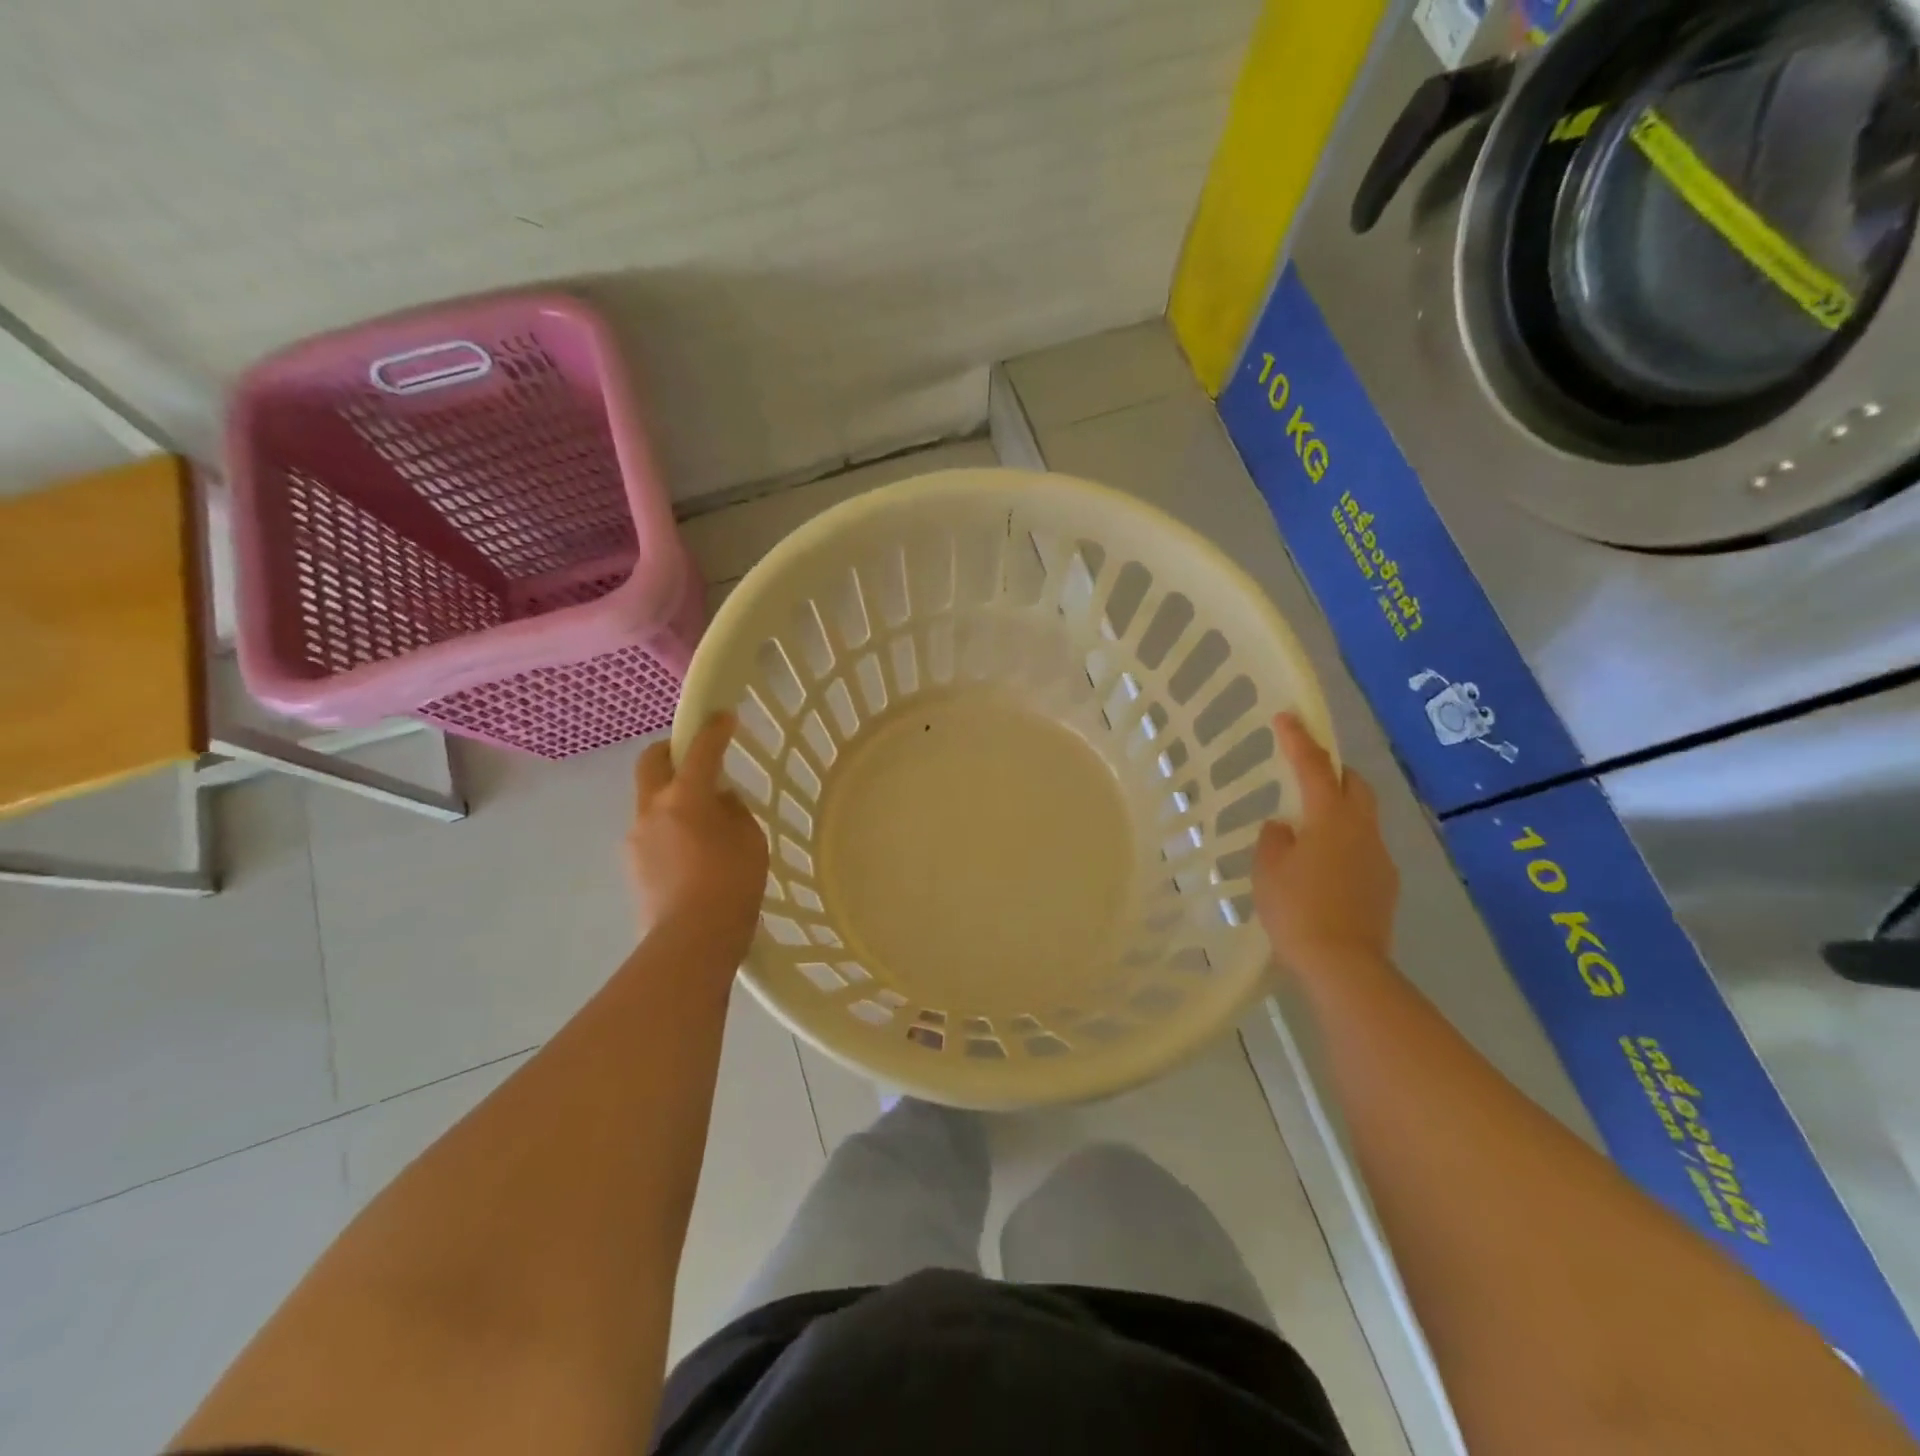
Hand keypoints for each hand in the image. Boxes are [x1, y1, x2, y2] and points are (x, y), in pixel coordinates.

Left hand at [628, 713, 768, 959]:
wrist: (690, 943)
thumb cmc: (732, 885)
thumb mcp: (750, 841)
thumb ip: (733, 812)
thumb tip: (719, 802)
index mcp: (685, 797)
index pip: (700, 750)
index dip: (714, 729)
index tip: (724, 716)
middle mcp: (652, 809)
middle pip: (652, 762)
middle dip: (672, 749)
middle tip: (695, 754)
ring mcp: (637, 838)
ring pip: (649, 799)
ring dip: (671, 793)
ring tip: (700, 816)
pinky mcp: (633, 865)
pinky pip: (651, 830)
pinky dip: (669, 826)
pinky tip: (691, 850)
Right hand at [1253, 713, 1398, 972]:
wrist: (1344, 965)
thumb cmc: (1297, 910)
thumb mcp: (1268, 871)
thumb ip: (1274, 840)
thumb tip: (1285, 828)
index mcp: (1330, 818)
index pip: (1314, 767)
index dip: (1299, 740)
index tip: (1287, 717)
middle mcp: (1362, 830)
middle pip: (1355, 785)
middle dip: (1334, 772)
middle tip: (1308, 775)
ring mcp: (1379, 858)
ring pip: (1362, 818)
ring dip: (1339, 811)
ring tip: (1309, 832)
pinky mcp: (1385, 886)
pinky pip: (1364, 849)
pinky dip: (1344, 844)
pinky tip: (1323, 870)